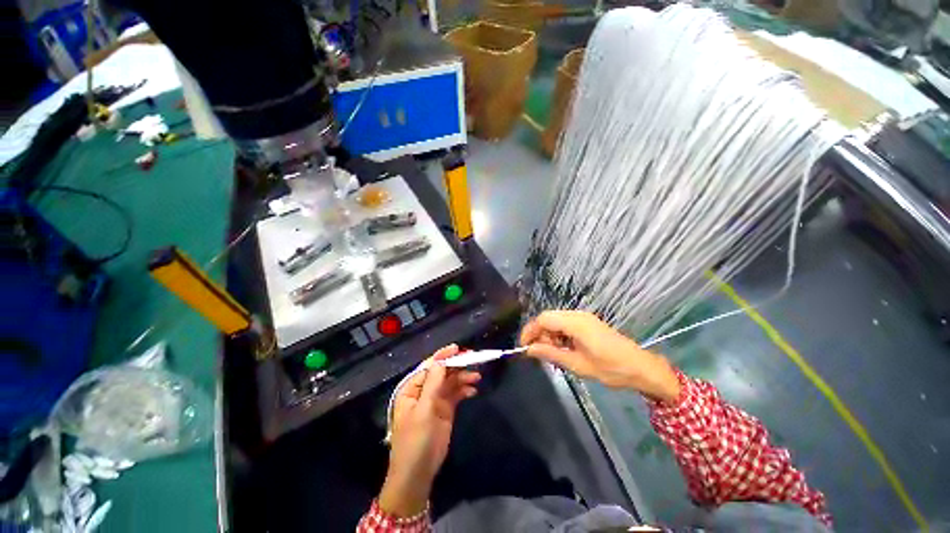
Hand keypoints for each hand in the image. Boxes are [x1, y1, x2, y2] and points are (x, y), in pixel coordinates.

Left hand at [380, 345, 480, 516]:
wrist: (418, 473)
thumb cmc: (416, 440)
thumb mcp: (423, 410)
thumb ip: (433, 384)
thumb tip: (441, 361)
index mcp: (412, 388)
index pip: (429, 367)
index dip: (443, 356)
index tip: (458, 348)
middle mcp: (423, 391)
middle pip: (442, 372)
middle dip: (457, 365)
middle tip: (473, 359)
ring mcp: (435, 400)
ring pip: (450, 382)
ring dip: (463, 377)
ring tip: (477, 376)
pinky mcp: (445, 410)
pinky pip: (456, 394)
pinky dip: (464, 390)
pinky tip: (473, 390)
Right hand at [520, 310, 680, 402]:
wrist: (642, 367)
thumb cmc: (611, 368)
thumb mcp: (578, 365)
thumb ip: (551, 354)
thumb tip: (529, 350)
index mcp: (575, 323)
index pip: (543, 319)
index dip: (530, 331)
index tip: (524, 347)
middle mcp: (577, 315)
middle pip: (548, 318)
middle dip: (539, 334)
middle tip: (540, 354)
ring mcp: (583, 317)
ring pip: (556, 321)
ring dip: (549, 335)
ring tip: (553, 354)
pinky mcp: (588, 322)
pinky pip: (565, 324)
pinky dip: (559, 335)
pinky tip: (563, 349)